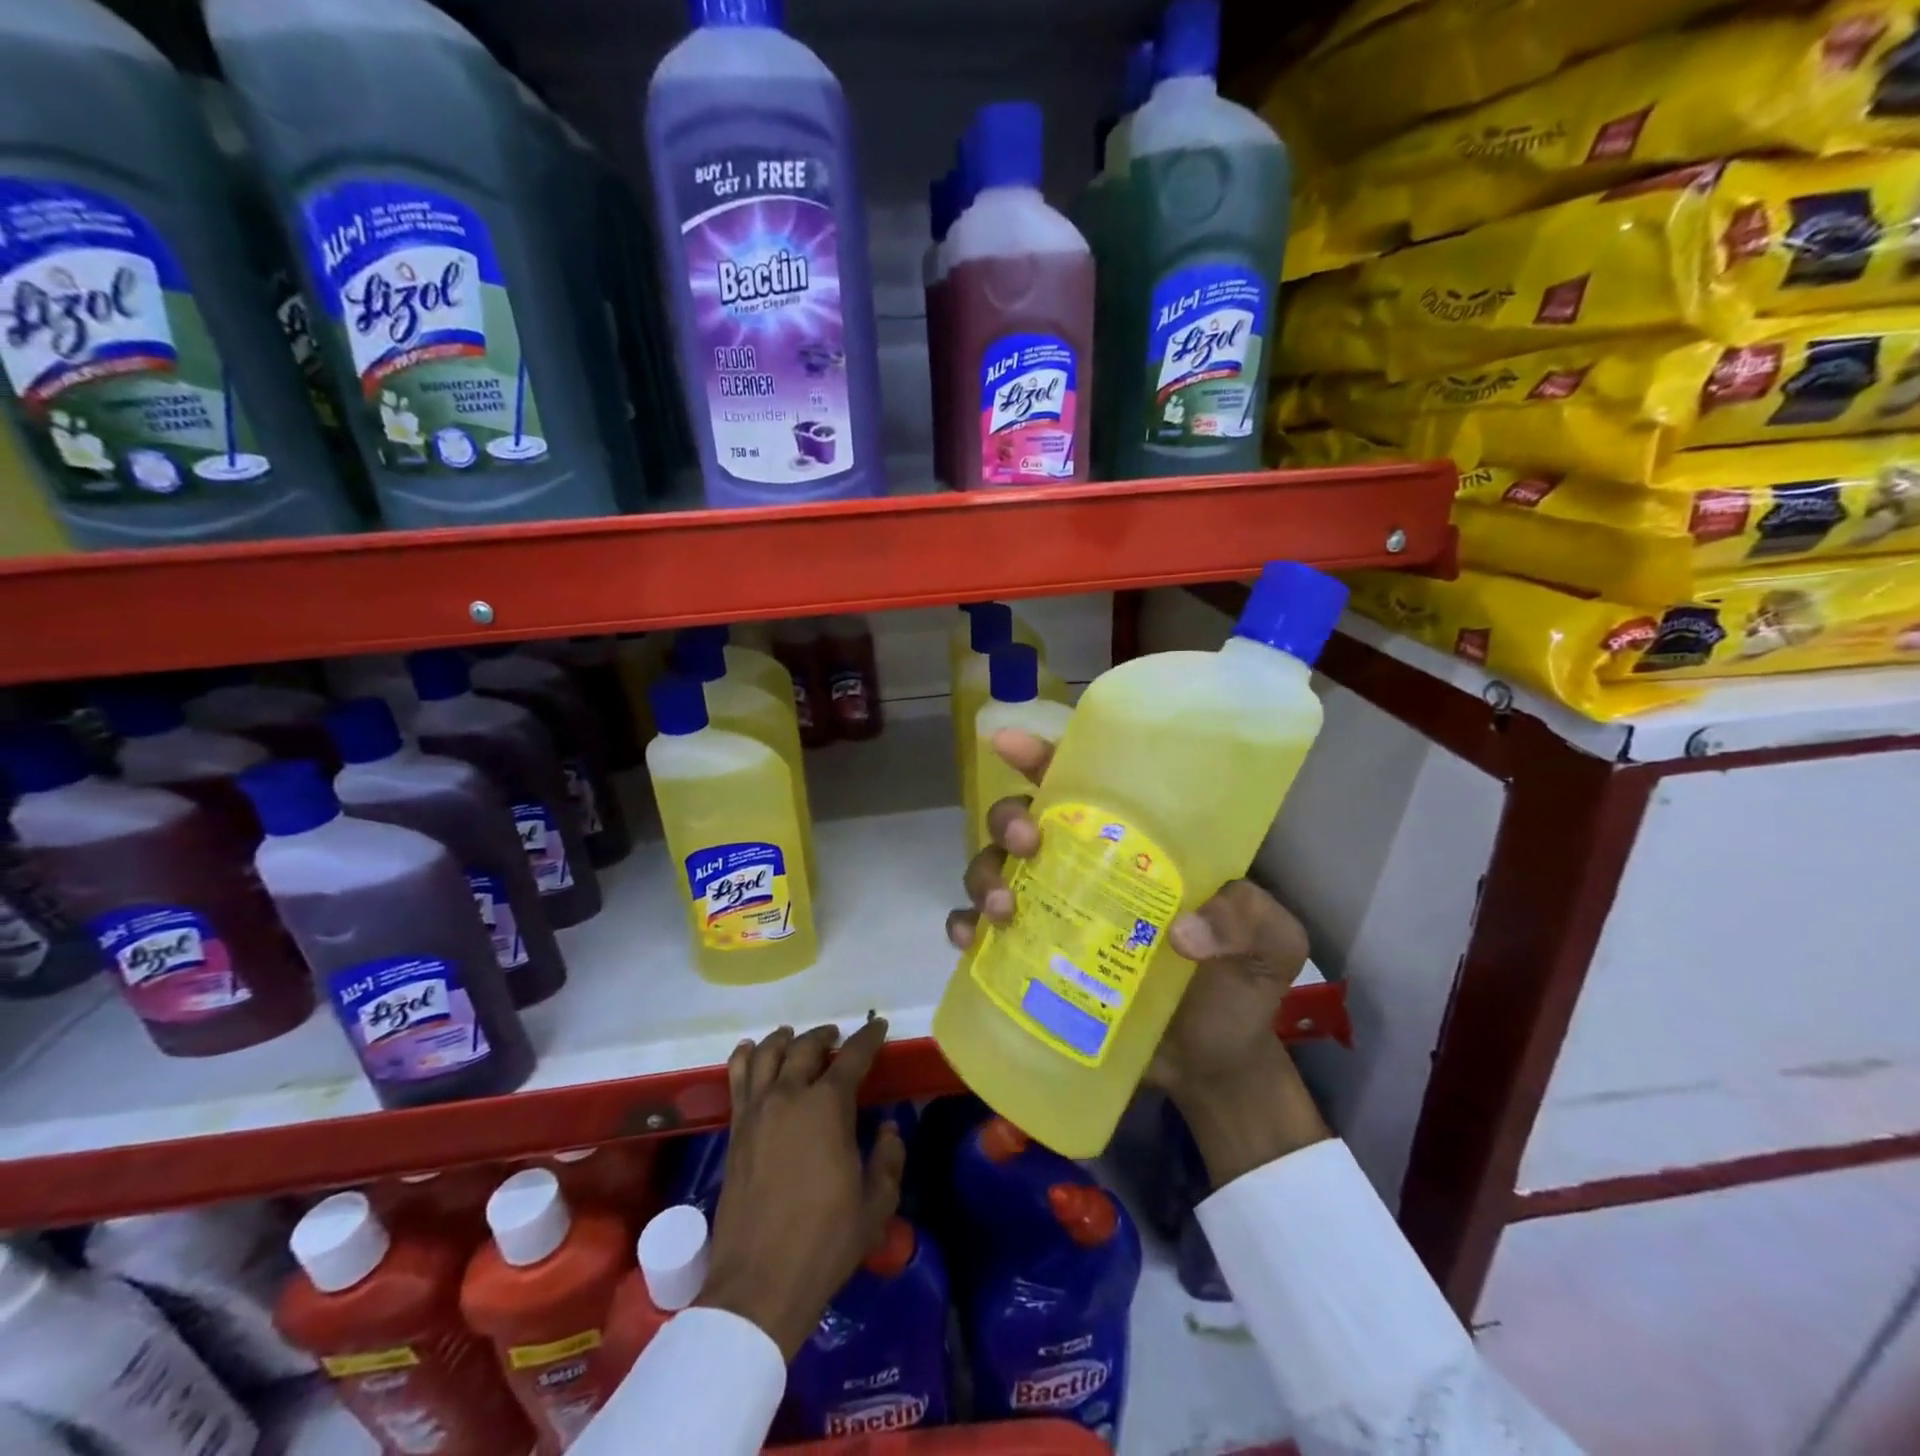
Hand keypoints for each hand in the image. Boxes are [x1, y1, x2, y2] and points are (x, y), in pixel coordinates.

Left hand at [695, 1020, 905, 1358]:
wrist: (759, 1285)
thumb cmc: (825, 1242)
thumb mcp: (875, 1205)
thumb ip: (888, 1159)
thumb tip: (888, 1129)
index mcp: (827, 1107)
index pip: (852, 1057)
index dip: (868, 1038)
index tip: (878, 1026)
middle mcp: (789, 1096)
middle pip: (805, 1047)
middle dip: (825, 1035)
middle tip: (837, 1036)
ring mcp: (756, 1112)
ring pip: (765, 1054)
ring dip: (784, 1039)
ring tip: (794, 1037)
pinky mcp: (734, 1131)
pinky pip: (737, 1078)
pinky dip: (745, 1057)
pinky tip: (750, 1051)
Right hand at [946, 730, 1329, 1185]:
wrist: (1213, 1068)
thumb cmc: (1239, 989)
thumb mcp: (1270, 944)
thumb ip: (1247, 921)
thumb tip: (1182, 932)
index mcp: (1135, 847)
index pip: (1085, 786)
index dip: (1044, 757)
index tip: (1011, 743)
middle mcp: (1083, 869)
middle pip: (1024, 820)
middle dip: (1010, 818)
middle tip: (1028, 841)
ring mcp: (1053, 915)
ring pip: (994, 869)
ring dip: (984, 875)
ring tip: (1001, 909)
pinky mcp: (1031, 963)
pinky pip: (981, 935)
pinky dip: (965, 929)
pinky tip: (970, 942)